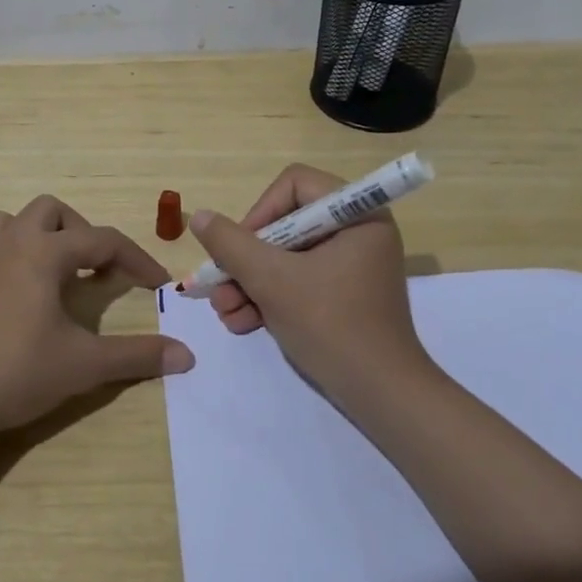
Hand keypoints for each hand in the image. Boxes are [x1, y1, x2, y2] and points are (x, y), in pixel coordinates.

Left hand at [0, 194, 194, 438]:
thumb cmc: (19, 373)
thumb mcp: (86, 364)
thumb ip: (138, 355)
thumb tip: (187, 355)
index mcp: (45, 253)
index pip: (103, 240)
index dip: (136, 259)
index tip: (158, 284)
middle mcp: (9, 246)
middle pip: (49, 210)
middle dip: (79, 232)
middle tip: (94, 270)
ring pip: (0, 222)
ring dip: (27, 235)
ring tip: (45, 269)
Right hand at [189, 164, 432, 403]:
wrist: (381, 396)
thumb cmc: (331, 325)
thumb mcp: (273, 281)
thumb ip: (231, 245)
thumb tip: (200, 216)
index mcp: (357, 215)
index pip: (294, 185)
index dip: (260, 211)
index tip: (240, 249)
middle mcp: (357, 232)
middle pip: (285, 225)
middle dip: (246, 260)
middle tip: (220, 287)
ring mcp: (350, 266)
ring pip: (286, 257)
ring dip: (250, 283)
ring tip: (225, 314)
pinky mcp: (342, 295)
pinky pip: (298, 281)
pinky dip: (269, 298)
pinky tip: (242, 323)